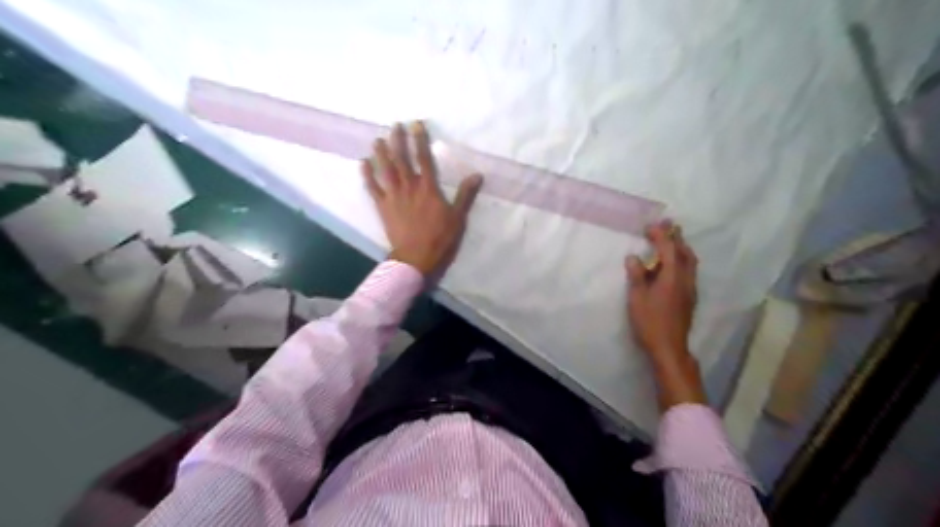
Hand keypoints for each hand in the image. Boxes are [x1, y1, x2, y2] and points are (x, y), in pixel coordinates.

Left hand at [362, 121, 484, 276]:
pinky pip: (373, 188)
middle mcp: (409, 187)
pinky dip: (367, 175)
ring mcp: (393, 196)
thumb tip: (477, 175)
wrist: (416, 257)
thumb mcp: (458, 217)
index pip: (424, 159)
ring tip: (378, 139)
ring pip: (386, 170)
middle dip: (398, 141)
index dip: (420, 140)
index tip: (416, 124)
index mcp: (428, 188)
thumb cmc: (440, 238)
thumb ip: (466, 195)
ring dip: (382, 153)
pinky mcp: (383, 207)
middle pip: (402, 159)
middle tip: (395, 125)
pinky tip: (363, 163)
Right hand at [623, 220, 703, 409]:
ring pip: (690, 262)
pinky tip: (672, 265)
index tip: (651, 225)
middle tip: (668, 225)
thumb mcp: (637, 298)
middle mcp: (685, 279)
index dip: (660, 235)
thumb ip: (636, 276)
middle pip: (684, 252)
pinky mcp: (689, 298)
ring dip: (681, 248)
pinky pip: (689, 271)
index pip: (668, 249)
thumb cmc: (650, 322)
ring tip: (672, 241)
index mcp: (672, 277)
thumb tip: (633, 257)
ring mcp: (690, 289)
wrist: (669, 347)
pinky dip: (681, 260)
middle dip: (676, 237)